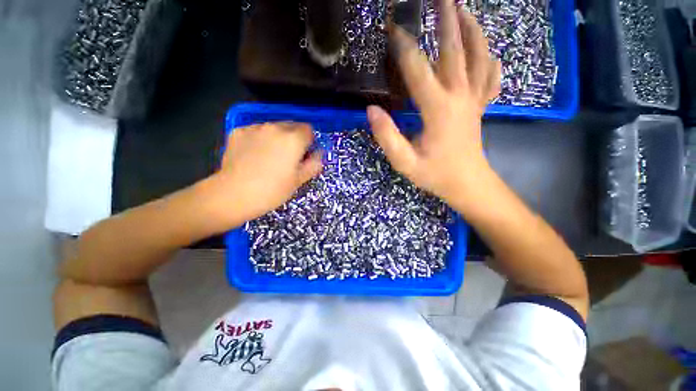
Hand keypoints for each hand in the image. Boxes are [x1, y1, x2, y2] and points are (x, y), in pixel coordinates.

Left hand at [212, 122, 322, 223]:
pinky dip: (259, 139)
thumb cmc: (272, 190)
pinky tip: (253, 155)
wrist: (234, 195)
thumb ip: (314, 164)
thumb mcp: (300, 180)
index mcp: (294, 139)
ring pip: (273, 128)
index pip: (309, 130)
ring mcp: (254, 128)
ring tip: (269, 157)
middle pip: (292, 126)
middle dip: (294, 138)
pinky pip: (256, 131)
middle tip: (288, 158)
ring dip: (277, 138)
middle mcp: (275, 127)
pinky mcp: (238, 131)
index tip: (304, 155)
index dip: (309, 142)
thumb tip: (318, 154)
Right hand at [368, 3, 499, 205]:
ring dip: (472, 30)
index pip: (418, 70)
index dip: (404, 47)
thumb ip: (387, 137)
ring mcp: (474, 100)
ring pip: (478, 57)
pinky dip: (490, 61)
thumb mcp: (405, 162)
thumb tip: (372, 110)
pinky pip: (490, 78)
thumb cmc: (435, 174)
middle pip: (454, 50)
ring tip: (464, 9)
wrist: (467, 184)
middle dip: (445, 19)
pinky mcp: (480, 107)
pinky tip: (488, 52)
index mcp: (438, 109)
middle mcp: (459, 97)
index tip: (391, 28)